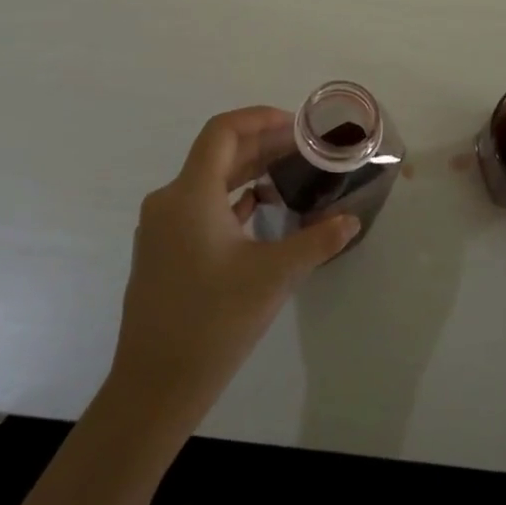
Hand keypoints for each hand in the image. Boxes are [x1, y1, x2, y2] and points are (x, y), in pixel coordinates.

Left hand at [106, 107, 358, 433]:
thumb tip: (351, 220)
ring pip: (208, 181)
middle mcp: (169, 201)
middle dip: (261, 145)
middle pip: (217, 154)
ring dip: (247, 171)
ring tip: (288, 173)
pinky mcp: (162, 251)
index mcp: (190, 194)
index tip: (296, 124)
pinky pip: (199, 207)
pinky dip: (230, 199)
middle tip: (304, 147)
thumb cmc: (214, 322)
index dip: (259, 118)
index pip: (222, 132)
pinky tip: (259, 209)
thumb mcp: (274, 276)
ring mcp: (161, 228)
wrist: (154, 387)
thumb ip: (317, 241)